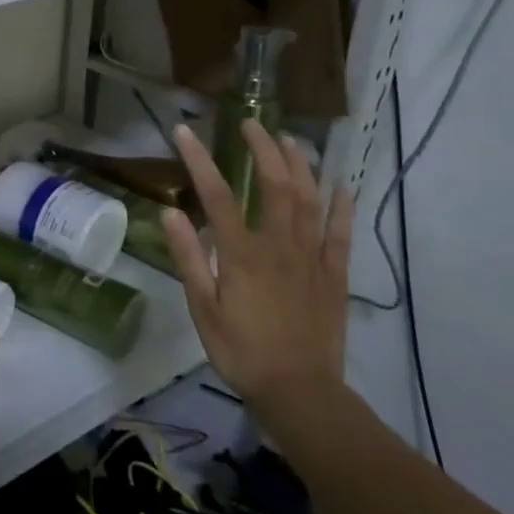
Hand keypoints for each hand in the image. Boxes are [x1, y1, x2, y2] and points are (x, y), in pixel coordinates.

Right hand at [161, 119, 354, 414]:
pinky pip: (341, 234)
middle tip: (251, 123)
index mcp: (242, 253)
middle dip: (262, 149)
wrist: (299, 391)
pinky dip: (342, 207)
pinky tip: (341, 185)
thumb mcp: (202, 307)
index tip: (184, 132)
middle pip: (274, 185)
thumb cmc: (241, 349)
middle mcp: (280, 245)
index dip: (199, 159)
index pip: (217, 195)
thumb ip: (189, 257)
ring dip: (300, 166)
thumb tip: (171, 212)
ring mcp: (312, 258)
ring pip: (310, 200)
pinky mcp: (335, 275)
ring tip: (290, 140)